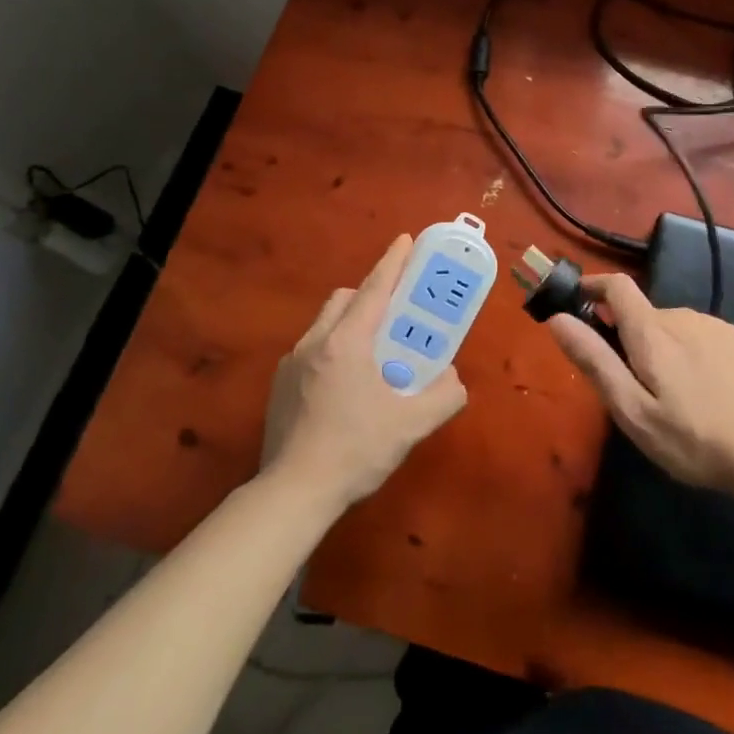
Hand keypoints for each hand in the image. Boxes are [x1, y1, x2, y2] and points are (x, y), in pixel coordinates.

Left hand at [262, 235, 467, 511]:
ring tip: (373, 353)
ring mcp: (292, 363)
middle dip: (370, 294)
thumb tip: (454, 379)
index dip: (393, 262)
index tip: (406, 240)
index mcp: (347, 342)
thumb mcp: (411, 426)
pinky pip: (311, 350)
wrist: (293, 493)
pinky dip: (333, 350)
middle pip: (344, 299)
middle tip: (396, 313)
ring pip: (325, 323)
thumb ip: (443, 396)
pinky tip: (345, 387)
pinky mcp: (280, 385)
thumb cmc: (355, 451)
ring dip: (350, 323)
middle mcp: (315, 342)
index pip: (374, 289)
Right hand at [547, 274, 733, 496]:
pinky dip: (683, 353)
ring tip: (666, 398)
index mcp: (652, 331)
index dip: (593, 286)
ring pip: (669, 327)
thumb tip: (558, 318)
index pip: (616, 286)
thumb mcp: (634, 411)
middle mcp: (681, 316)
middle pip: (641, 313)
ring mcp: (713, 326)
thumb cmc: (696, 439)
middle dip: (624, 336)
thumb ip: (595, 361)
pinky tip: (698, 393)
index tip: (576, 302)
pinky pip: (695, 336)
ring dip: (656, 347)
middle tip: (627, 386)